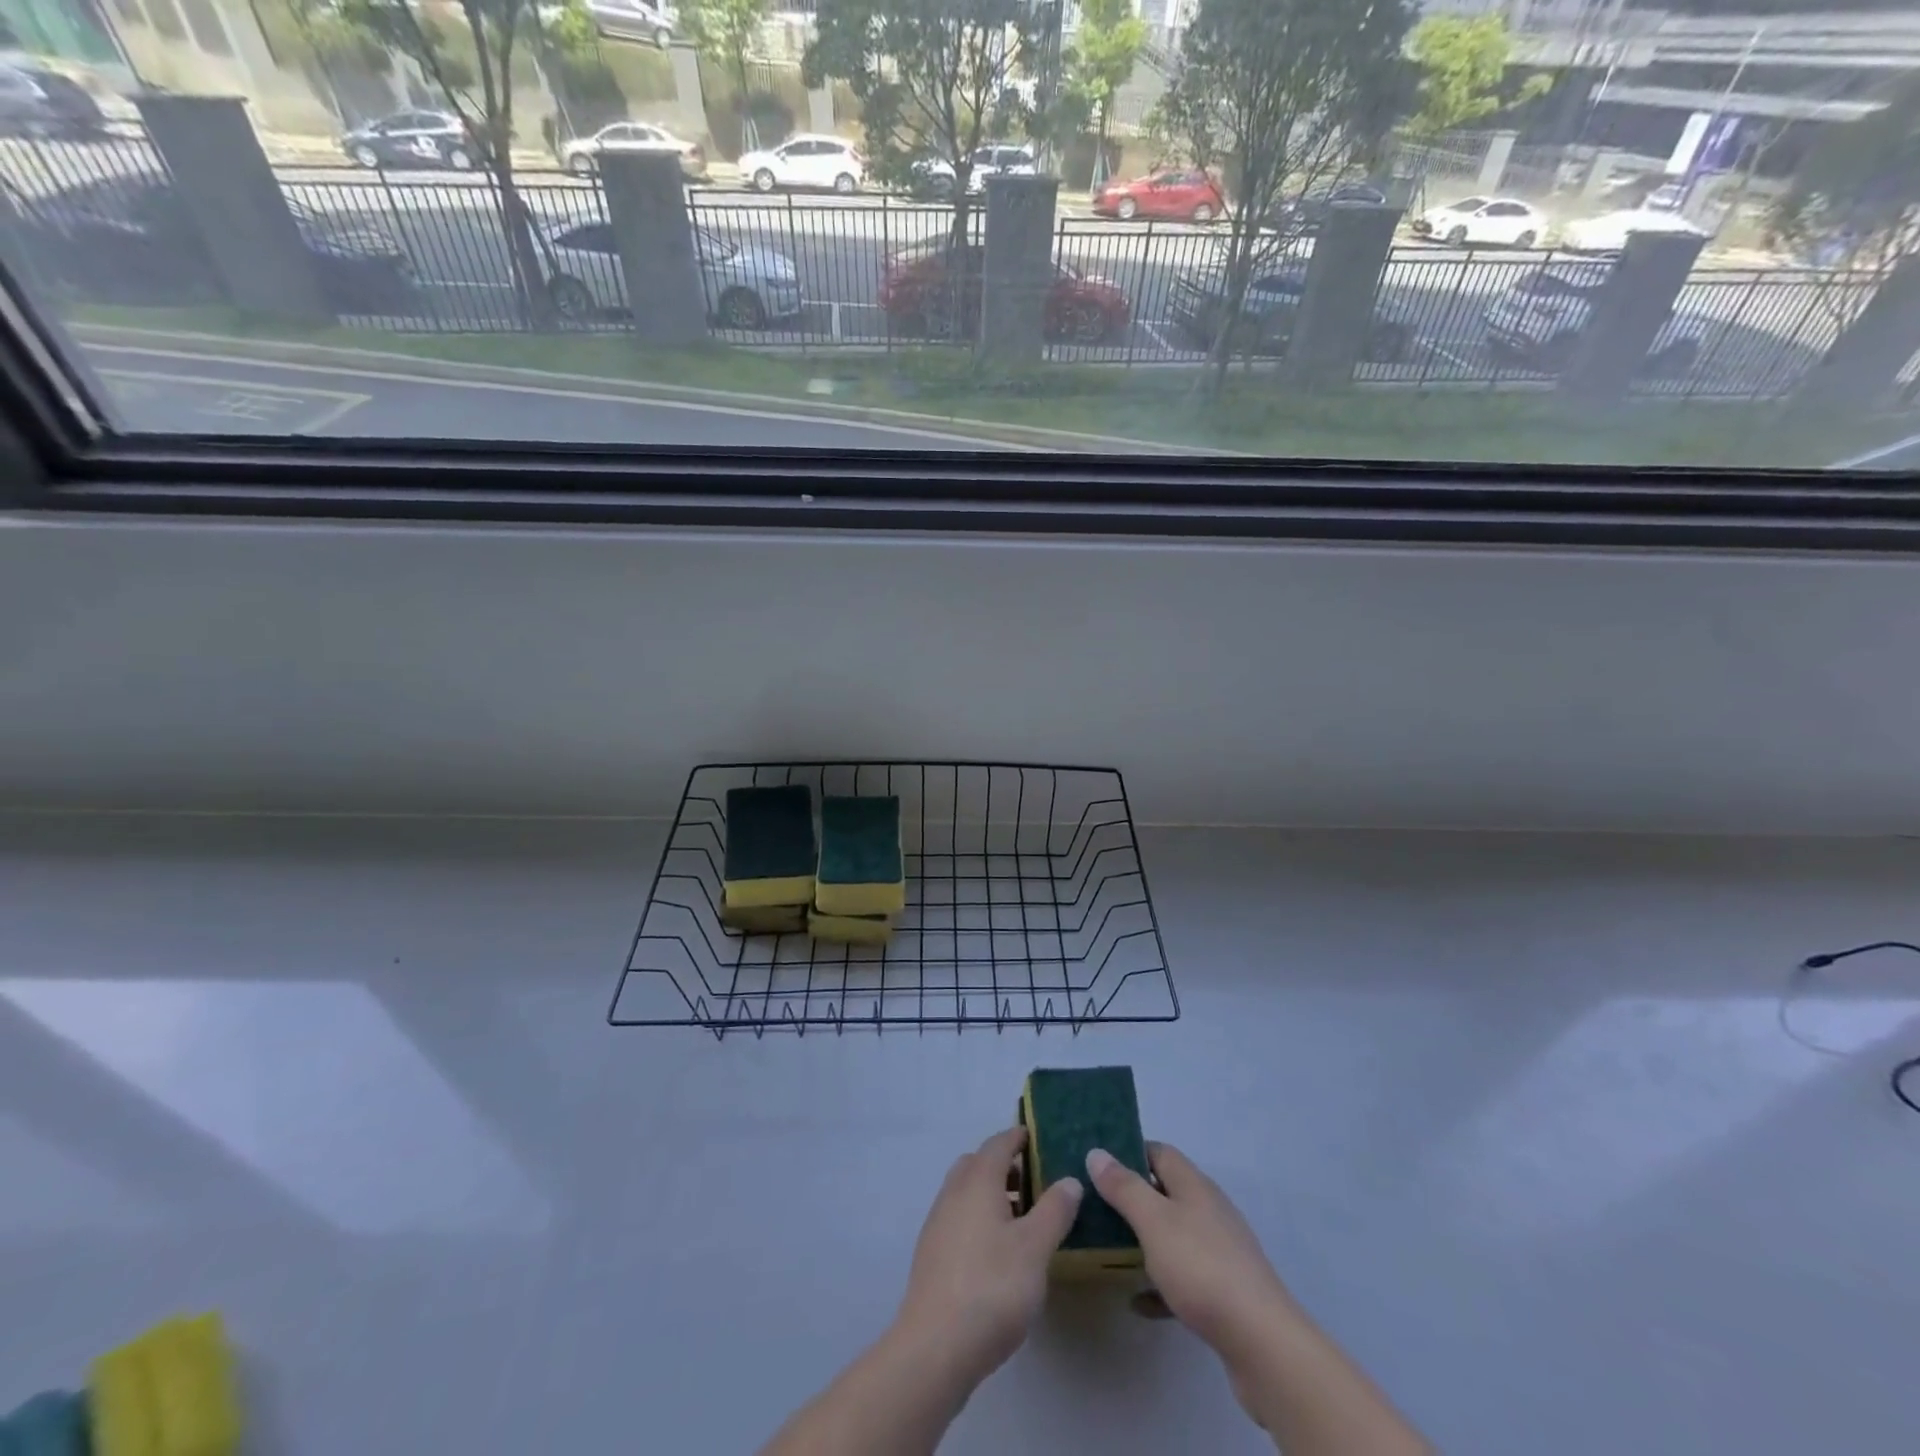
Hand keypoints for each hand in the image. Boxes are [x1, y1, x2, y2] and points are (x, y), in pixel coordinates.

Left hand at [893, 1126, 1082, 1388]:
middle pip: (978, 1164)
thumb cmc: (991, 1287)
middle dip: (1004, 1165)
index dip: (1018, 1137)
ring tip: (1023, 1219)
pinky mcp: (932, 1255)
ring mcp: (938, 1224)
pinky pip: (959, 1218)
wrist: (935, 1346)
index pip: (998, 1144)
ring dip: (992, 1194)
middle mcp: (953, 1193)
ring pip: (966, 1192)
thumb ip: (1054, 1210)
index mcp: (977, 1181)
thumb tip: (1069, 1179)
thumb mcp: (1035, 1247)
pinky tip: (998, 1251)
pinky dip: (980, 1218)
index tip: (1037, 1138)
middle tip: (1034, 1181)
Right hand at [1086, 1142, 1295, 1367]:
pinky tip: (1138, 1302)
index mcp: (1194, 1186)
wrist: (1262, 1342)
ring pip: (1174, 1234)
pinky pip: (1184, 1276)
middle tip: (1095, 1207)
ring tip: (1109, 1249)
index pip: (1159, 1152)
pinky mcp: (1224, 1290)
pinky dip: (1160, 1283)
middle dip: (1132, 1197)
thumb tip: (1097, 1152)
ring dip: (1144, 1240)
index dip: (1128, 1152)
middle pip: (1165, 1192)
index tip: (1097, 1165)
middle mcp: (1209, 1210)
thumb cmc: (1202, 1268)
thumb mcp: (1154, 1222)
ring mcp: (1220, 1250)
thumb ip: (1124, 1187)